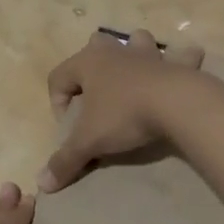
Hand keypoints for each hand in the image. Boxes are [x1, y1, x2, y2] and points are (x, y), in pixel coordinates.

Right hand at [39, 29, 205, 191]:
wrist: (175, 103)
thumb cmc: (124, 115)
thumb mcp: (89, 141)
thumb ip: (65, 160)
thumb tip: (43, 183)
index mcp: (88, 62)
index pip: (58, 77)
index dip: (57, 104)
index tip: (70, 129)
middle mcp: (115, 51)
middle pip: (95, 46)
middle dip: (92, 66)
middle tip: (97, 95)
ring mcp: (147, 53)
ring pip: (135, 40)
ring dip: (133, 52)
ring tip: (134, 76)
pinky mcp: (175, 62)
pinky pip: (180, 55)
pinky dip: (181, 59)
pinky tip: (180, 70)